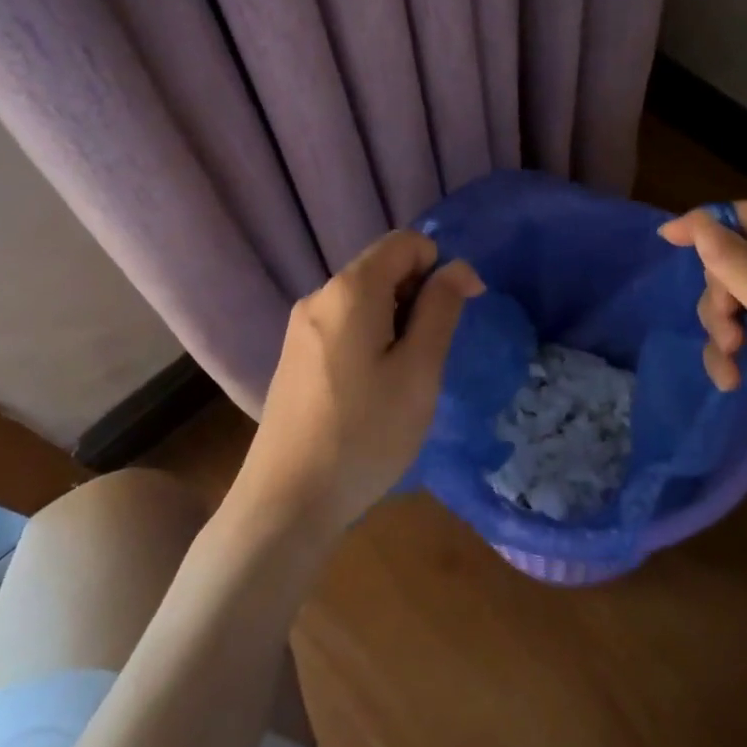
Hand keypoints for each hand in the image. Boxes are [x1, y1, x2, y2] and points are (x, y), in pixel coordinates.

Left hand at [243, 230, 483, 538]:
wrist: (285, 503)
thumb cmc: (364, 434)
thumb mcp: (418, 371)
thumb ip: (441, 309)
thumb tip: (458, 268)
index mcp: (350, 290)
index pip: (405, 243)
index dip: (441, 265)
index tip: (460, 310)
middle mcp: (319, 296)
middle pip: (382, 268)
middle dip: (418, 296)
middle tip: (430, 355)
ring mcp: (300, 326)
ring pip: (364, 299)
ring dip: (396, 320)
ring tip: (403, 377)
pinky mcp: (294, 355)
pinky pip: (344, 324)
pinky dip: (371, 338)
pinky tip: (372, 389)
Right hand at [659, 201, 746, 544]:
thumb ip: (745, 272)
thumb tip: (699, 225)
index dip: (719, 221)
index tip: (668, 238)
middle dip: (726, 287)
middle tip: (723, 326)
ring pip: (746, 290)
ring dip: (725, 321)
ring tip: (729, 358)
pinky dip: (734, 346)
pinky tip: (731, 378)